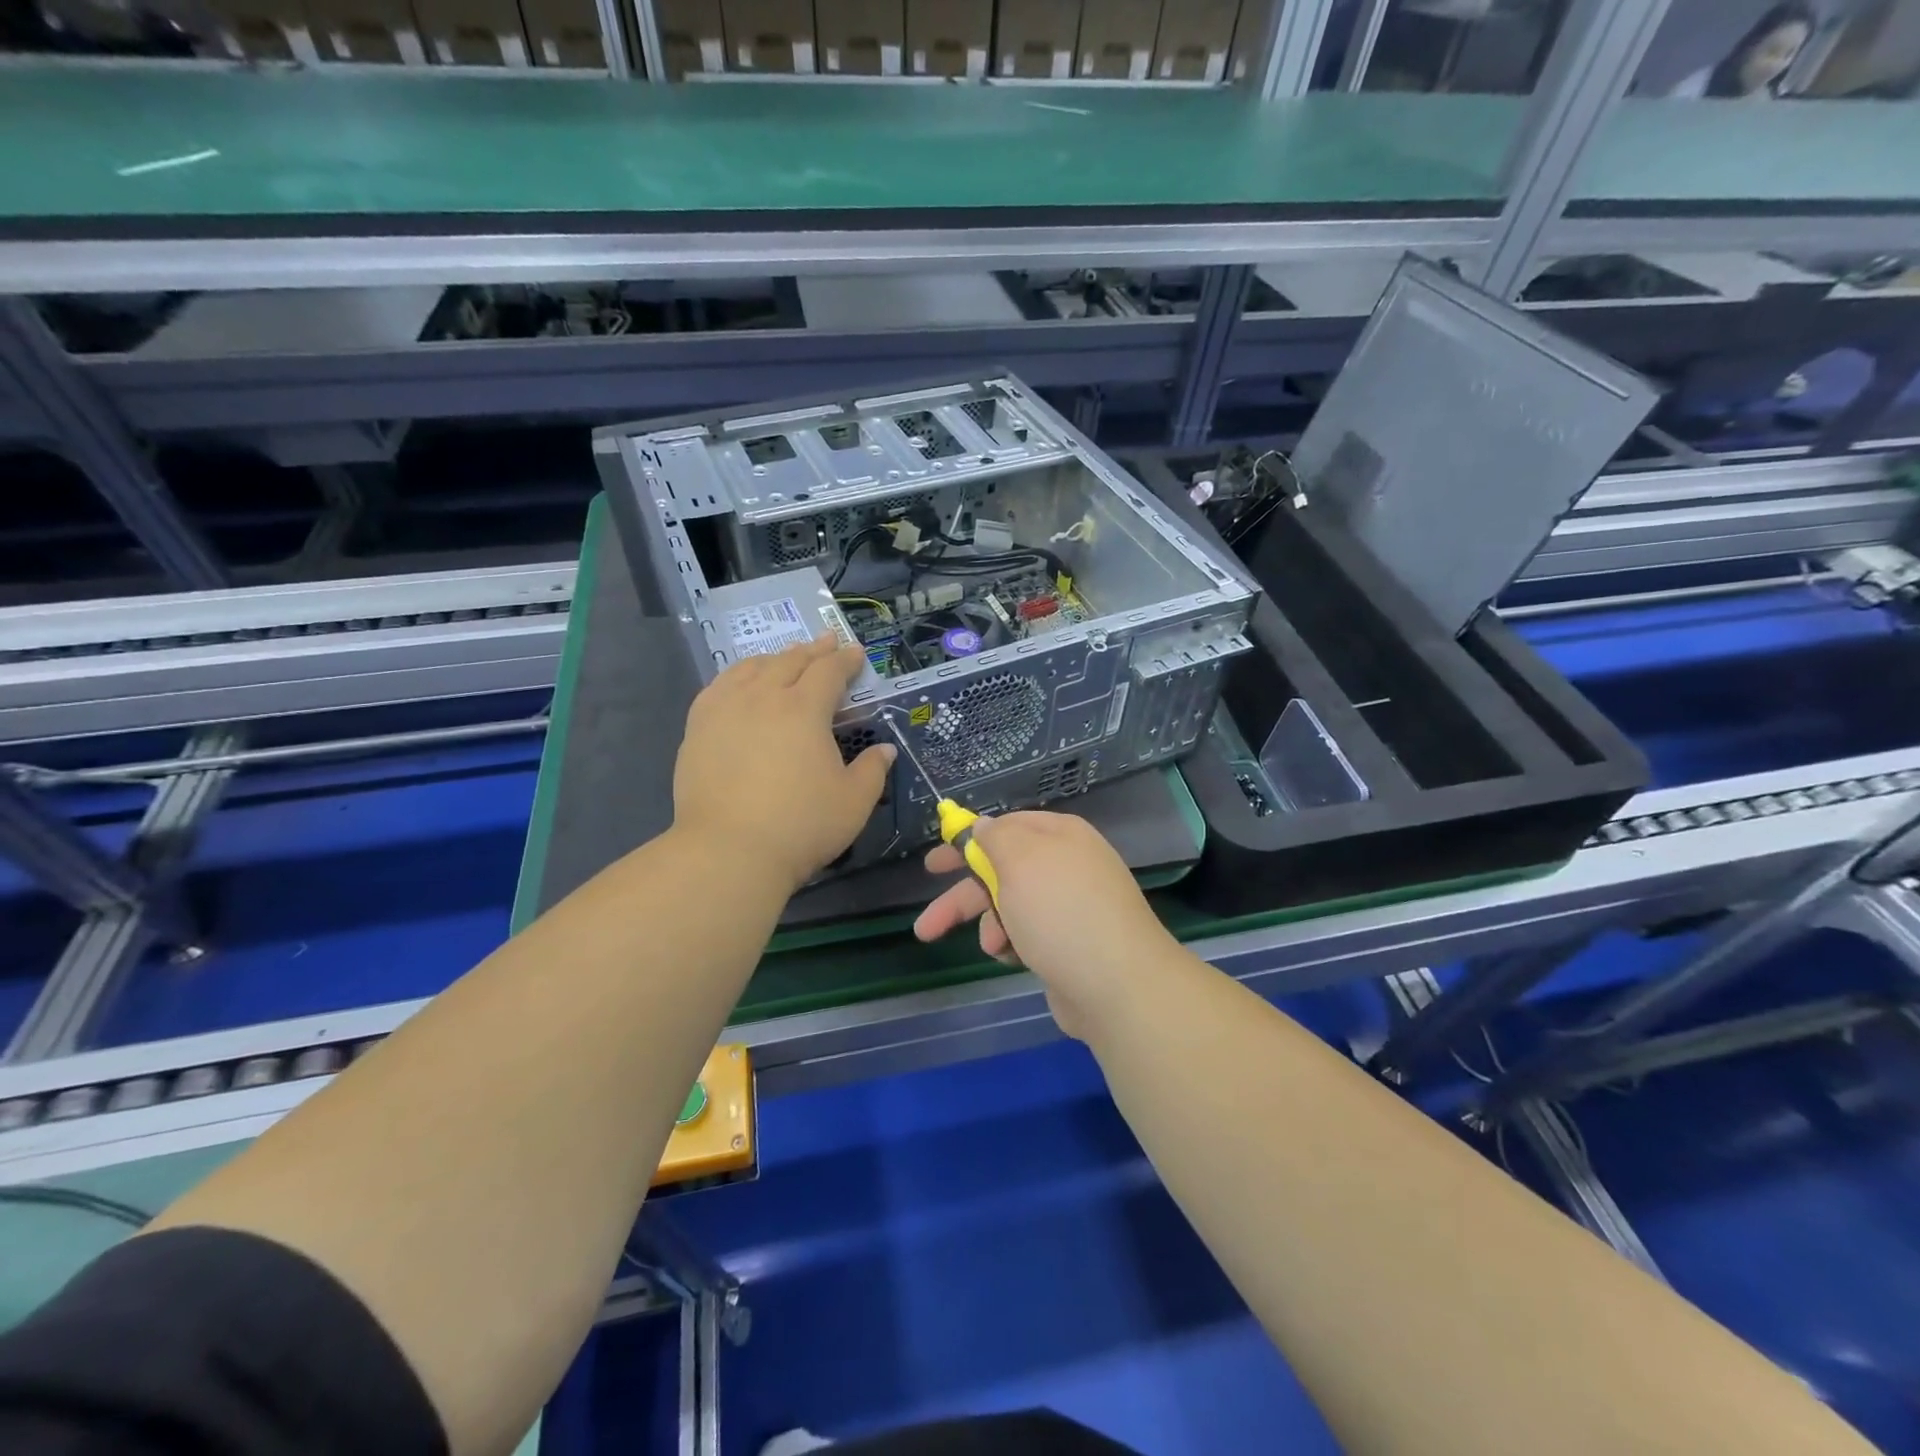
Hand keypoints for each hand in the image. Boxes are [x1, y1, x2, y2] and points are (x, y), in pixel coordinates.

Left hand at [673, 638, 894, 891]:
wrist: (728, 851)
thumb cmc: (801, 826)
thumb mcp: (853, 802)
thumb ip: (872, 771)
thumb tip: (884, 750)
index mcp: (804, 710)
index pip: (829, 672)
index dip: (845, 660)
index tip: (856, 652)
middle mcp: (763, 698)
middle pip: (790, 661)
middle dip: (813, 650)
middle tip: (827, 642)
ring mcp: (725, 710)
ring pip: (751, 668)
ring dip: (775, 658)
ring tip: (785, 658)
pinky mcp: (698, 729)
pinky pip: (718, 687)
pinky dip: (737, 675)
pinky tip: (739, 683)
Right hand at [913, 811, 1182, 1039]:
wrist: (1118, 986)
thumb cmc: (1061, 912)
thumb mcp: (1020, 860)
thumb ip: (995, 837)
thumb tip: (983, 825)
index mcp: (1059, 836)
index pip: (1006, 826)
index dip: (967, 841)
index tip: (936, 862)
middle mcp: (1066, 866)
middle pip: (1001, 871)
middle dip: (963, 896)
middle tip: (926, 922)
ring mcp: (1069, 907)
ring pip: (1010, 907)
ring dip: (990, 925)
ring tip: (992, 946)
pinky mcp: (1069, 944)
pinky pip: (1027, 935)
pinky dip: (1012, 944)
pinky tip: (1010, 958)